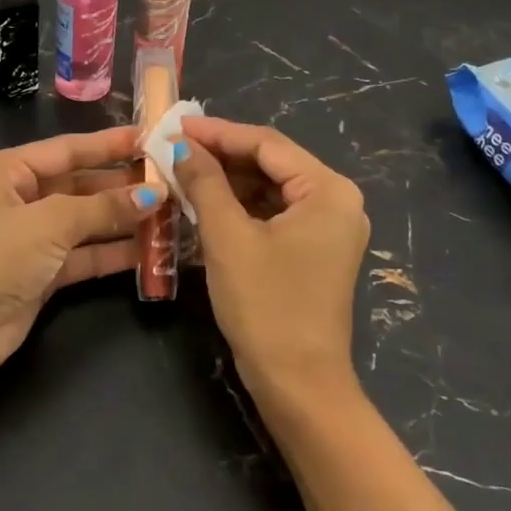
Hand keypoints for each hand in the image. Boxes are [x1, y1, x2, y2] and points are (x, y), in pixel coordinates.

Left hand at [0, 128, 162, 380]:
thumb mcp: (48, 223)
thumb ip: (103, 208)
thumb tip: (154, 196)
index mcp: (6, 171)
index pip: (67, 149)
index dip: (109, 144)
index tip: (151, 138)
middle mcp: (18, 199)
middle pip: (80, 185)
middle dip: (122, 185)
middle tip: (170, 181)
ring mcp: (30, 238)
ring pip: (86, 222)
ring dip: (123, 220)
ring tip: (169, 214)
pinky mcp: (42, 274)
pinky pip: (85, 255)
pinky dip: (113, 253)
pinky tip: (150, 249)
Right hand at [173, 115, 369, 397]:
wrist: (299, 385)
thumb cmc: (266, 305)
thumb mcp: (228, 238)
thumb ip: (204, 183)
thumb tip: (178, 145)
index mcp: (328, 190)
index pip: (267, 143)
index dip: (218, 133)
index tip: (175, 125)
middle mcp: (337, 201)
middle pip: (271, 163)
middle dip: (221, 156)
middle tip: (174, 148)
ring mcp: (329, 228)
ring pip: (270, 189)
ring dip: (227, 182)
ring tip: (182, 173)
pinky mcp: (315, 250)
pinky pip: (274, 214)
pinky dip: (240, 208)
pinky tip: (205, 204)